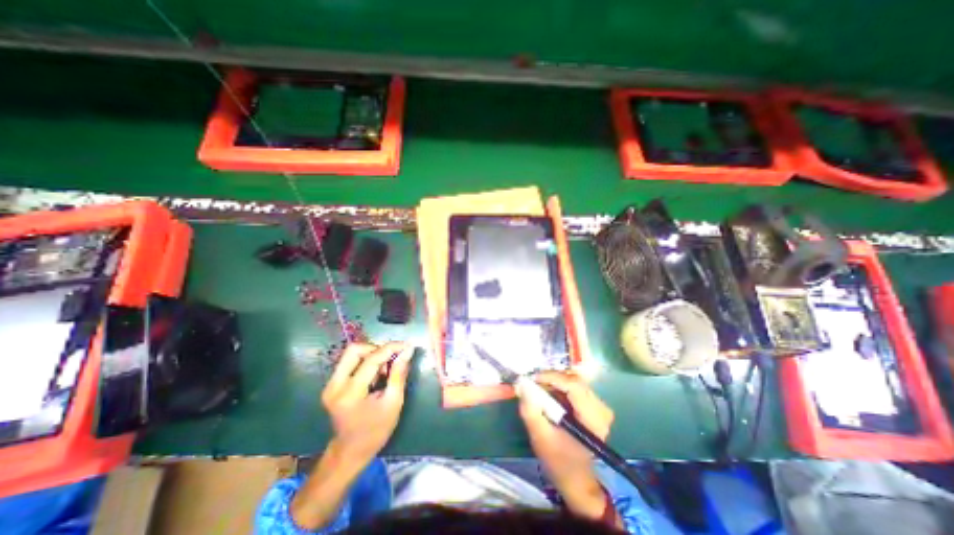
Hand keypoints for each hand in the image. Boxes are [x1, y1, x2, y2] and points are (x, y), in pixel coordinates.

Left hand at [322, 344, 412, 462]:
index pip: (371, 359)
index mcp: (350, 394)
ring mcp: (330, 385)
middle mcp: (335, 386)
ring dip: (371, 355)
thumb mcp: (394, 402)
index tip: (407, 345)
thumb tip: (408, 350)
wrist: (350, 452)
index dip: (391, 348)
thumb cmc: (376, 430)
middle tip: (391, 360)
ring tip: (384, 370)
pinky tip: (375, 375)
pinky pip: (349, 362)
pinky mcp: (331, 384)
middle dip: (377, 349)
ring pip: (351, 354)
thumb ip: (399, 373)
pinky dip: (365, 362)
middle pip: (355, 350)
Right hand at [518, 369, 613, 519]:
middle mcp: (601, 408)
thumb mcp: (541, 438)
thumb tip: (522, 384)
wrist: (576, 478)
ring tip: (538, 389)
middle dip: (550, 379)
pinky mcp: (593, 405)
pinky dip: (559, 386)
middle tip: (532, 383)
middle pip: (574, 380)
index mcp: (593, 419)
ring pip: (573, 380)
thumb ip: (531, 411)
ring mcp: (598, 406)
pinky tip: (548, 395)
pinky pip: (574, 386)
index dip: (551, 377)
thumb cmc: (559, 461)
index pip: (574, 385)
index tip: (531, 378)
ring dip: (554, 382)